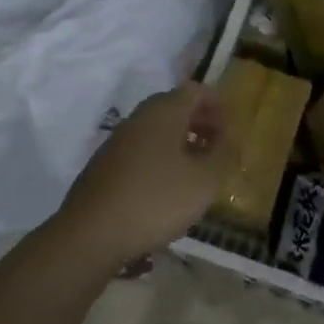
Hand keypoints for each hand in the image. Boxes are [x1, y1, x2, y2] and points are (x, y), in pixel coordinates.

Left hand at [57, 83, 233, 263]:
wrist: (92, 233)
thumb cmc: (157, 200)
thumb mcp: (205, 180)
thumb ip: (224, 154)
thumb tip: (230, 137)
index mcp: (164, 112)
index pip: (196, 91)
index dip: (218, 105)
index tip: (232, 131)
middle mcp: (139, 118)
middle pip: (175, 108)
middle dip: (201, 124)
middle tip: (219, 149)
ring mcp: (118, 141)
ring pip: (157, 131)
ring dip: (182, 143)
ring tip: (198, 172)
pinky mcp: (105, 166)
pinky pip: (142, 151)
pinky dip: (162, 159)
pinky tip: (168, 189)